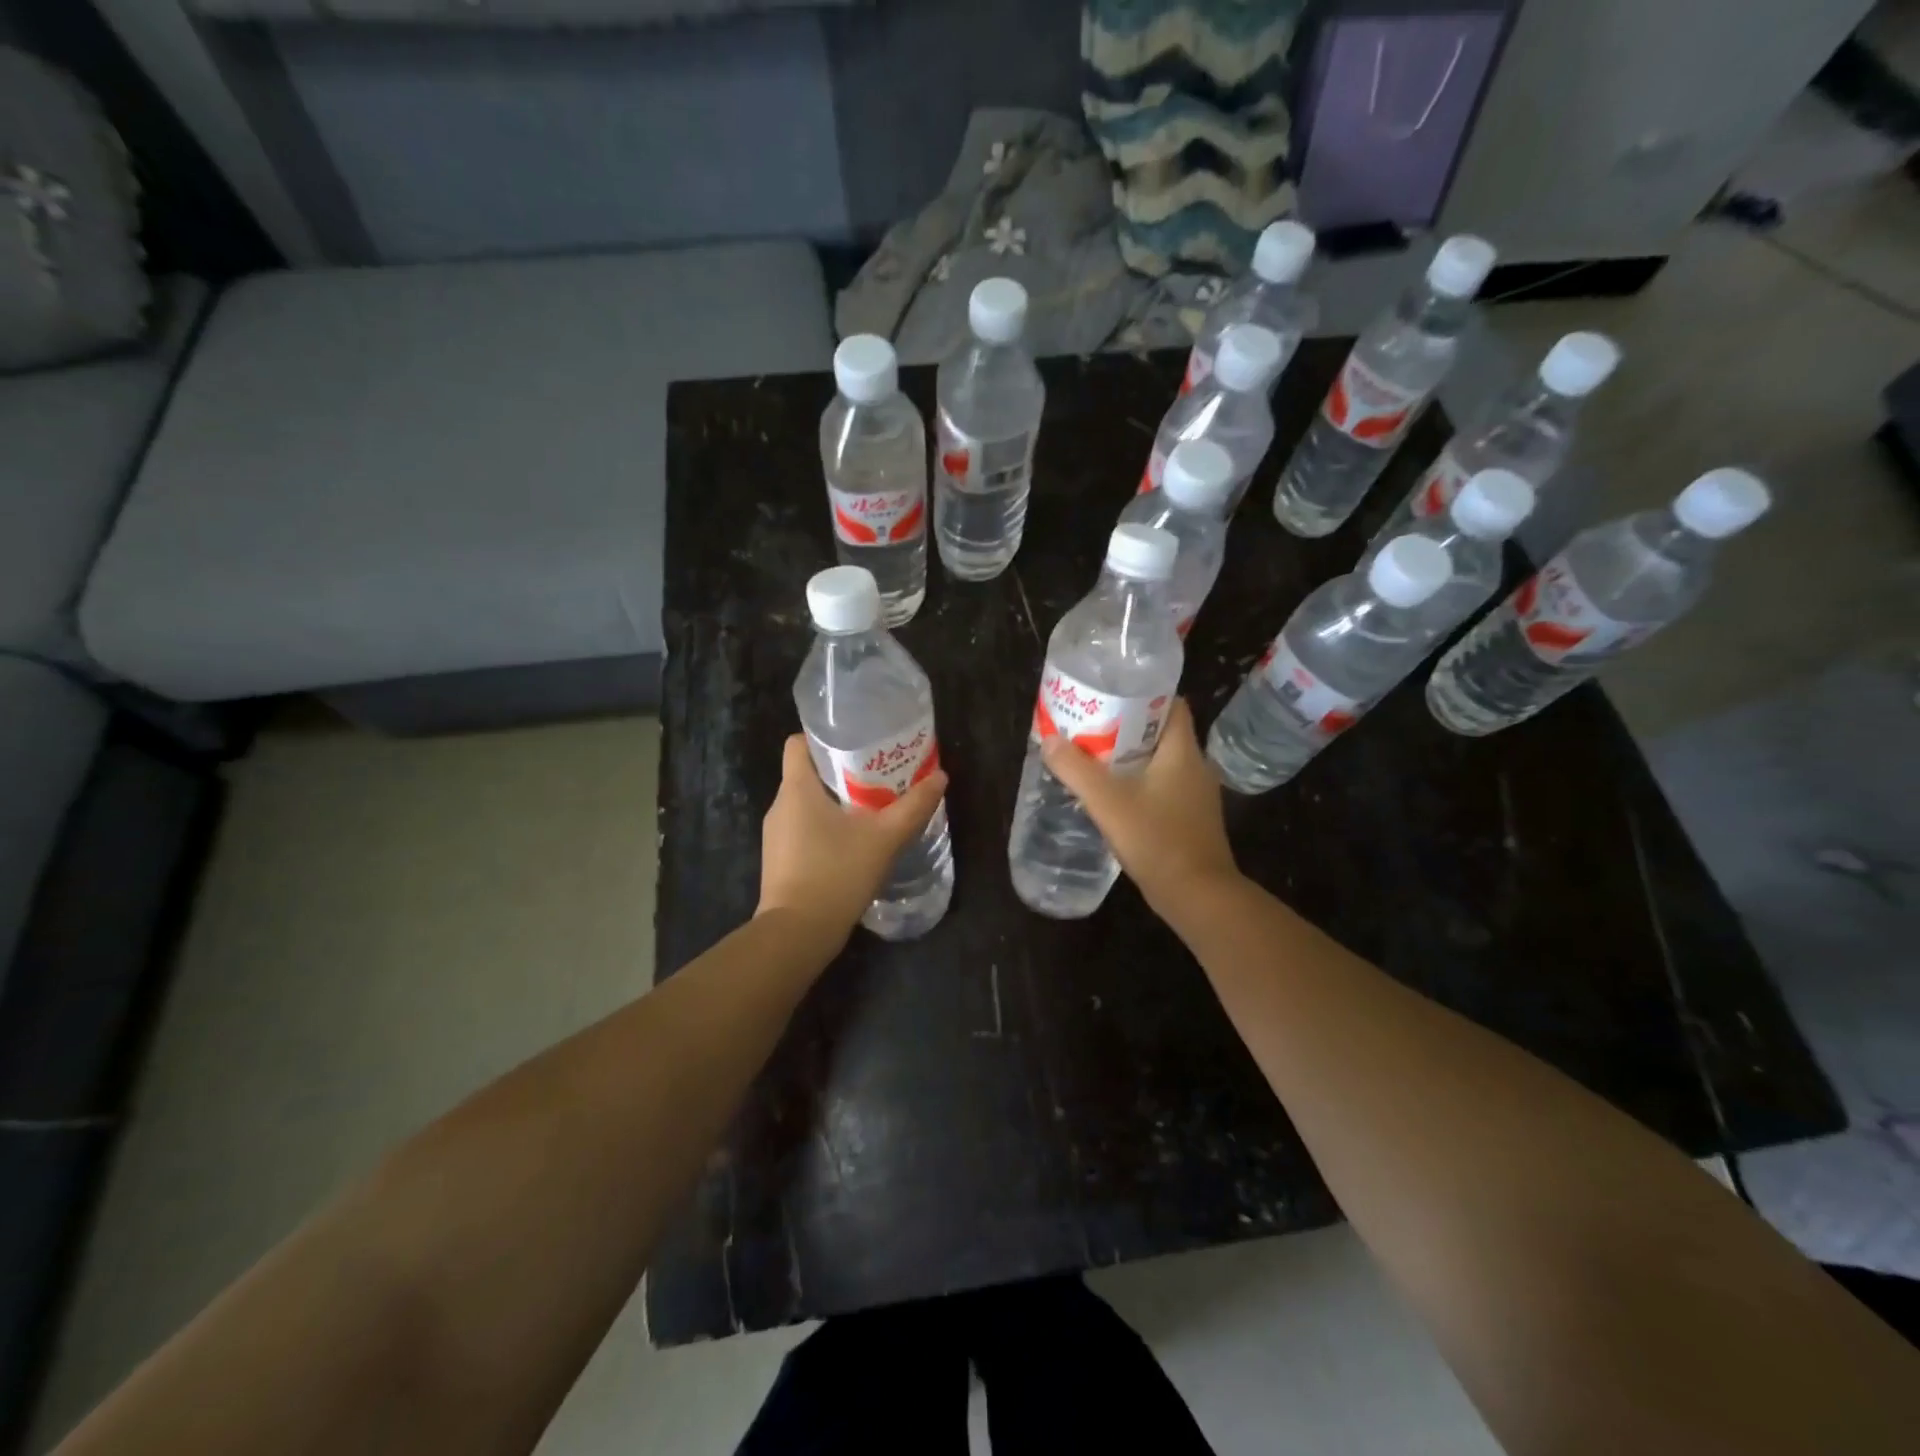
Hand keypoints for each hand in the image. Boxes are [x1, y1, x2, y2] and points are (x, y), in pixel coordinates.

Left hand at [758, 734, 948, 944]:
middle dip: (841, 771)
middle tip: (878, 775)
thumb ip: (913, 807)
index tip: (856, 743)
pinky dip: (826, 829)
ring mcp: (776, 836)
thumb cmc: (836, 873)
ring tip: (871, 808)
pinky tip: (854, 844)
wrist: (797, 934)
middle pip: (807, 773)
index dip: (823, 737)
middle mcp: (780, 805)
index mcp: (796, 788)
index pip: (798, 743)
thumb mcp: (884, 838)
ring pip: (806, 804)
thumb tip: (940, 777)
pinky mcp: (780, 861)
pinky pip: (803, 831)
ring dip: (836, 802)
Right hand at [1041, 699, 1240, 915]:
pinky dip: (1139, 783)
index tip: (1109, 695)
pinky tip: (1113, 795)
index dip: (1142, 694)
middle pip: (1161, 732)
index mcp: (1183, 751)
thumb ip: (1076, 769)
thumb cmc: (1157, 839)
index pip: (1171, 704)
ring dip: (1130, 758)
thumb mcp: (1108, 802)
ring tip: (1093, 758)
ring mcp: (1195, 795)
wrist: (1197, 895)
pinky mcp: (1190, 818)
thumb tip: (1050, 739)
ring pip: (1160, 762)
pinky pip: (1162, 787)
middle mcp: (1195, 766)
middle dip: (1126, 727)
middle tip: (1090, 726)